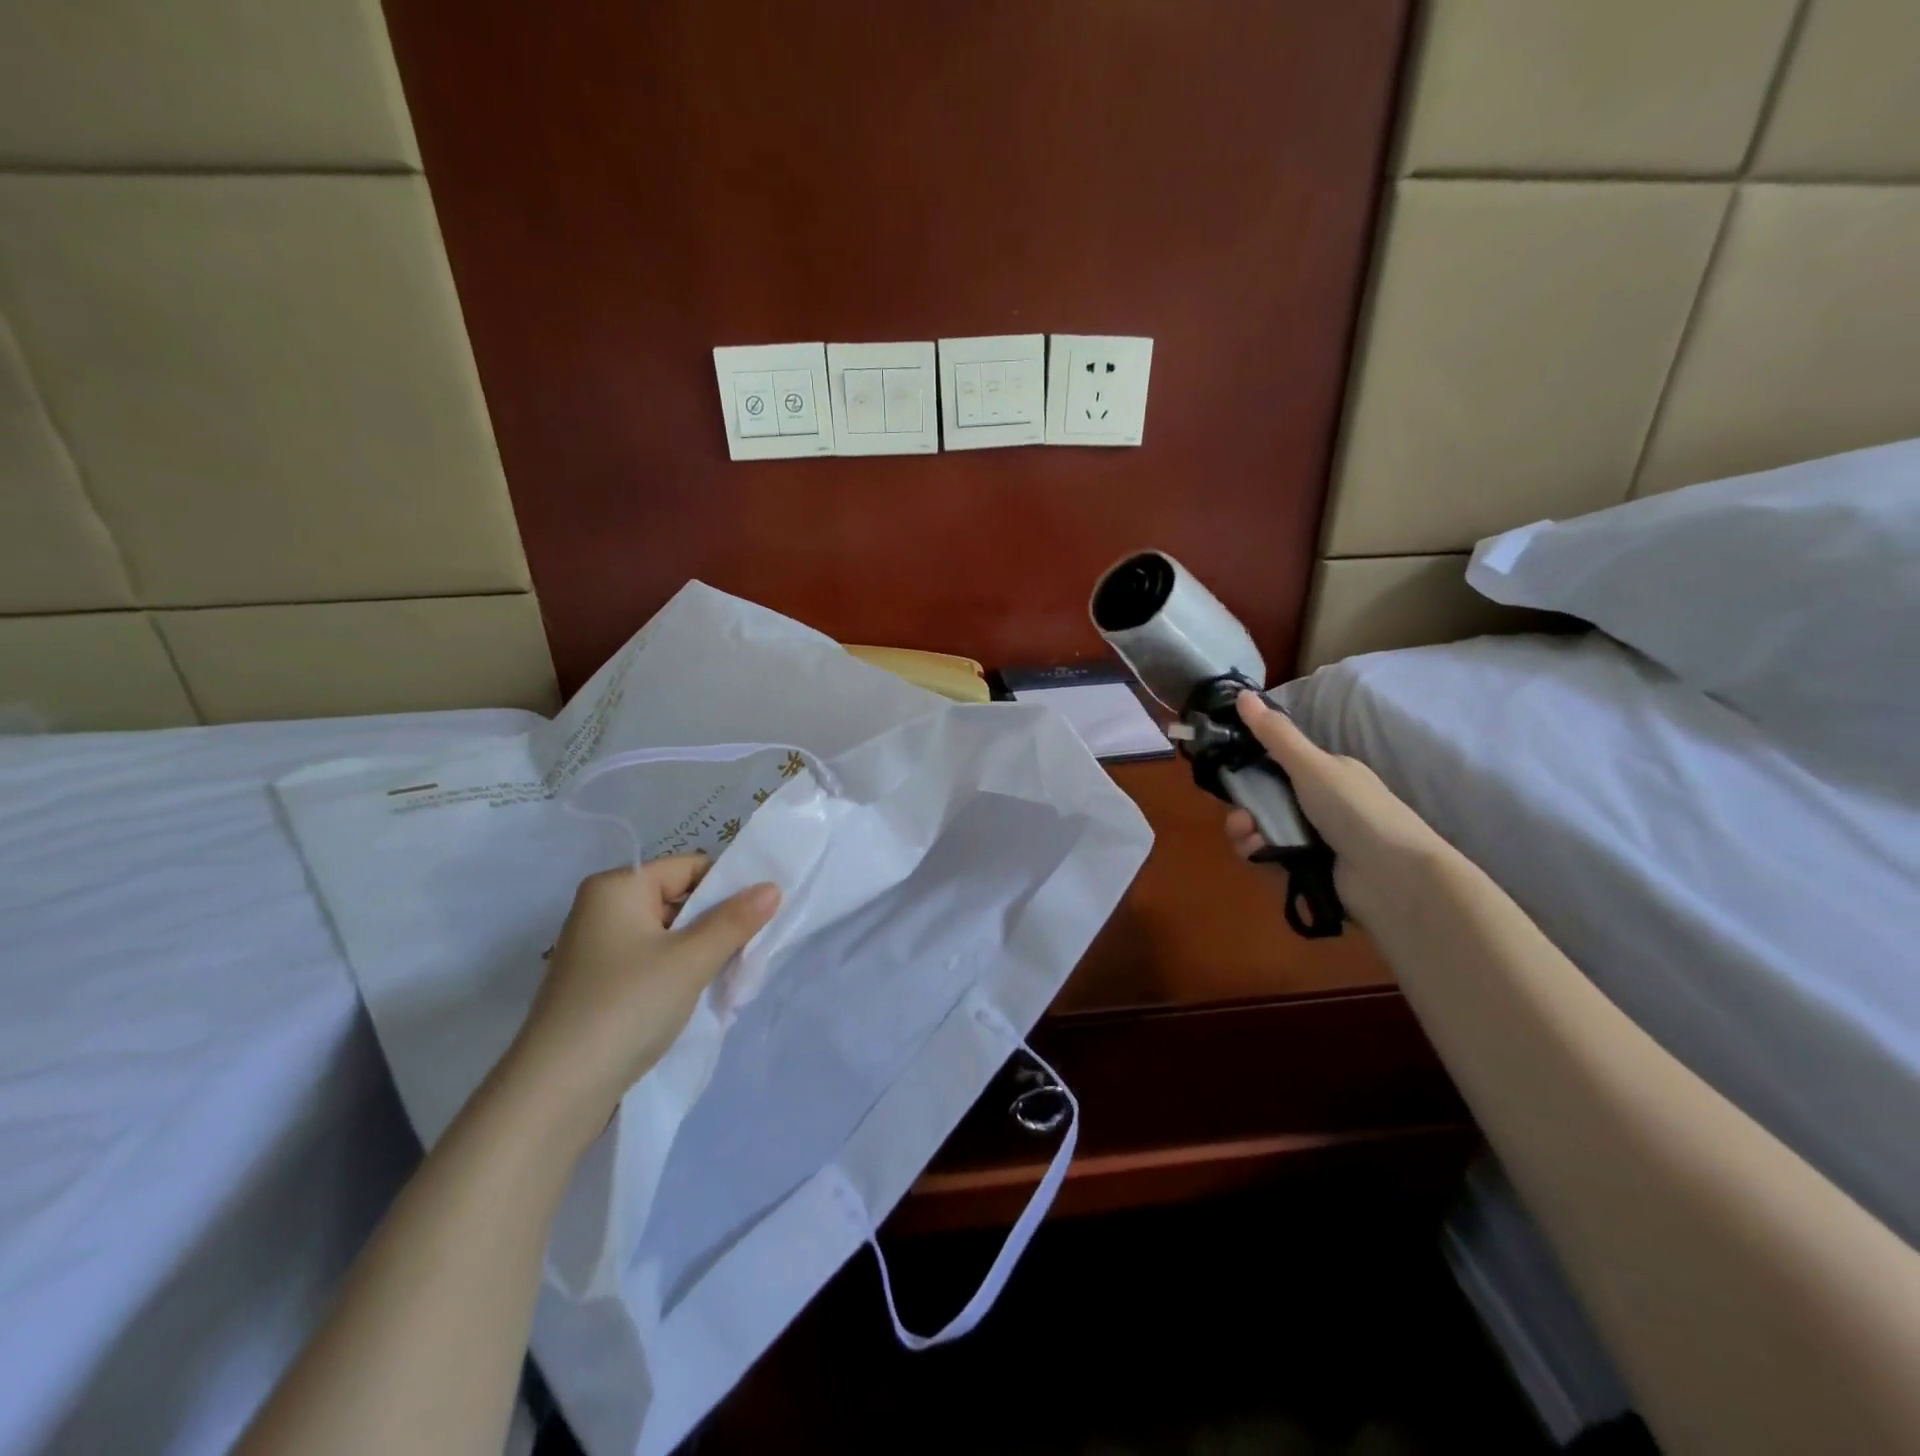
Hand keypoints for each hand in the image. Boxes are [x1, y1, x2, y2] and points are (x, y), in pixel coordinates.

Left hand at [504, 856, 779, 1142]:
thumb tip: (773, 887)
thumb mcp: (690, 960)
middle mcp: (603, 908)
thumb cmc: (626, 1007)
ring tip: (730, 974)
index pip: (690, 867)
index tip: (762, 915)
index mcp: (617, 887)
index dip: (729, 887)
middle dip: (717, 922)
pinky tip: (699, 993)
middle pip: (679, 898)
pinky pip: (652, 960)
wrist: (556, 1092)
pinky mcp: (599, 983)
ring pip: (669, 933)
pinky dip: (679, 971)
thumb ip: (735, 920)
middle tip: (752, 948)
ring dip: (701, 950)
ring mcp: (598, 948)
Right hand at [1223, 690, 1443, 924]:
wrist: (1393, 877)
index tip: (1228, 775)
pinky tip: (1258, 855)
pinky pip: (1273, 856)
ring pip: (1265, 828)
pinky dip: (1260, 854)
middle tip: (1239, 817)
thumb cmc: (1355, 811)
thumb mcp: (1312, 766)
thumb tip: (1241, 693)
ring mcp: (1317, 837)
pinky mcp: (1311, 869)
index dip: (1250, 768)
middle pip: (1267, 798)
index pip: (1278, 763)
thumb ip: (1275, 734)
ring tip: (1247, 840)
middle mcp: (1322, 802)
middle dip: (1244, 806)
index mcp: (1327, 773)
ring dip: (1247, 831)